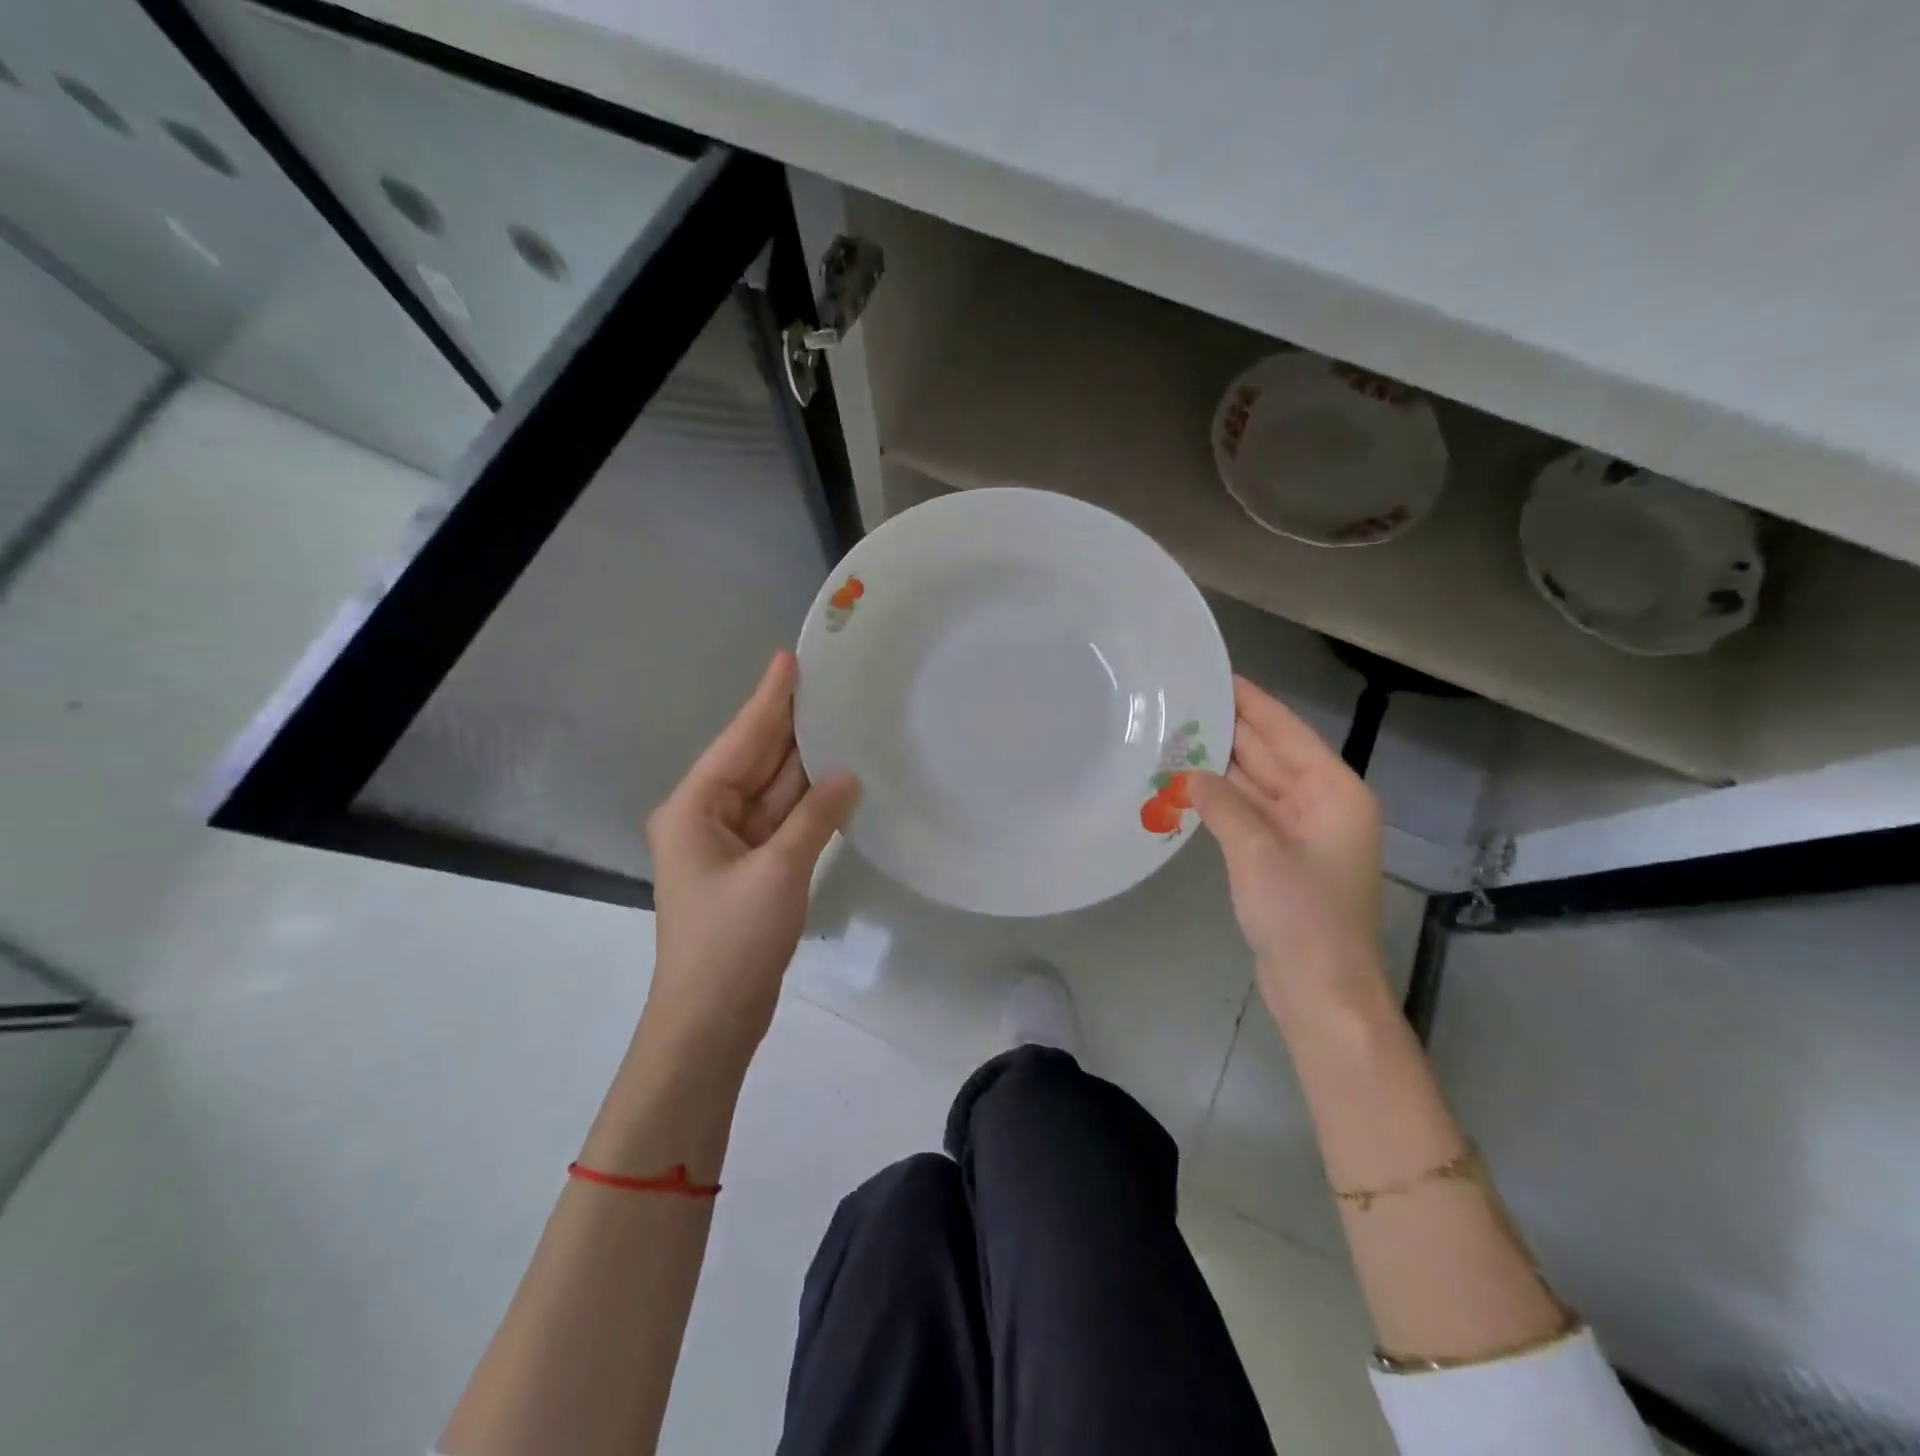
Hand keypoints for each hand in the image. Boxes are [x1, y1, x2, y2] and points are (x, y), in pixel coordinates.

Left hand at [641, 650, 859, 1074]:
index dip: (769, 699)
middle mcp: (708, 817)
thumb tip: (848, 776)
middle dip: (790, 724)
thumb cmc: (732, 942)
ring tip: (841, 721)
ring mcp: (730, 846)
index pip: (740, 739)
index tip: (792, 658)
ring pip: (773, 791)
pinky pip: (783, 821)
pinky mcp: (752, 870)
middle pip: (755, 760)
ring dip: (804, 763)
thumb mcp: (778, 872)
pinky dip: (809, 803)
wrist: (711, 1022)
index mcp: (695, 808)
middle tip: (829, 683)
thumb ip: (815, 817)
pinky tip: (838, 780)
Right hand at [1188, 678, 1387, 1030]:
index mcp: (1334, 792)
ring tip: (1178, 733)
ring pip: (1258, 784)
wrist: (1321, 990)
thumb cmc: (1301, 915)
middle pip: (1273, 754)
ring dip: (1222, 764)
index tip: (1218, 675)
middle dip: (1232, 729)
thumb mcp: (1257, 850)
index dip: (1253, 702)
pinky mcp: (1282, 857)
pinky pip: (1250, 812)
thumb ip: (1223, 802)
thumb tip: (1191, 773)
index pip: (1287, 732)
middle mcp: (1322, 804)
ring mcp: (1303, 832)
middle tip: (1184, 700)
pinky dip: (1223, 798)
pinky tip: (1190, 783)